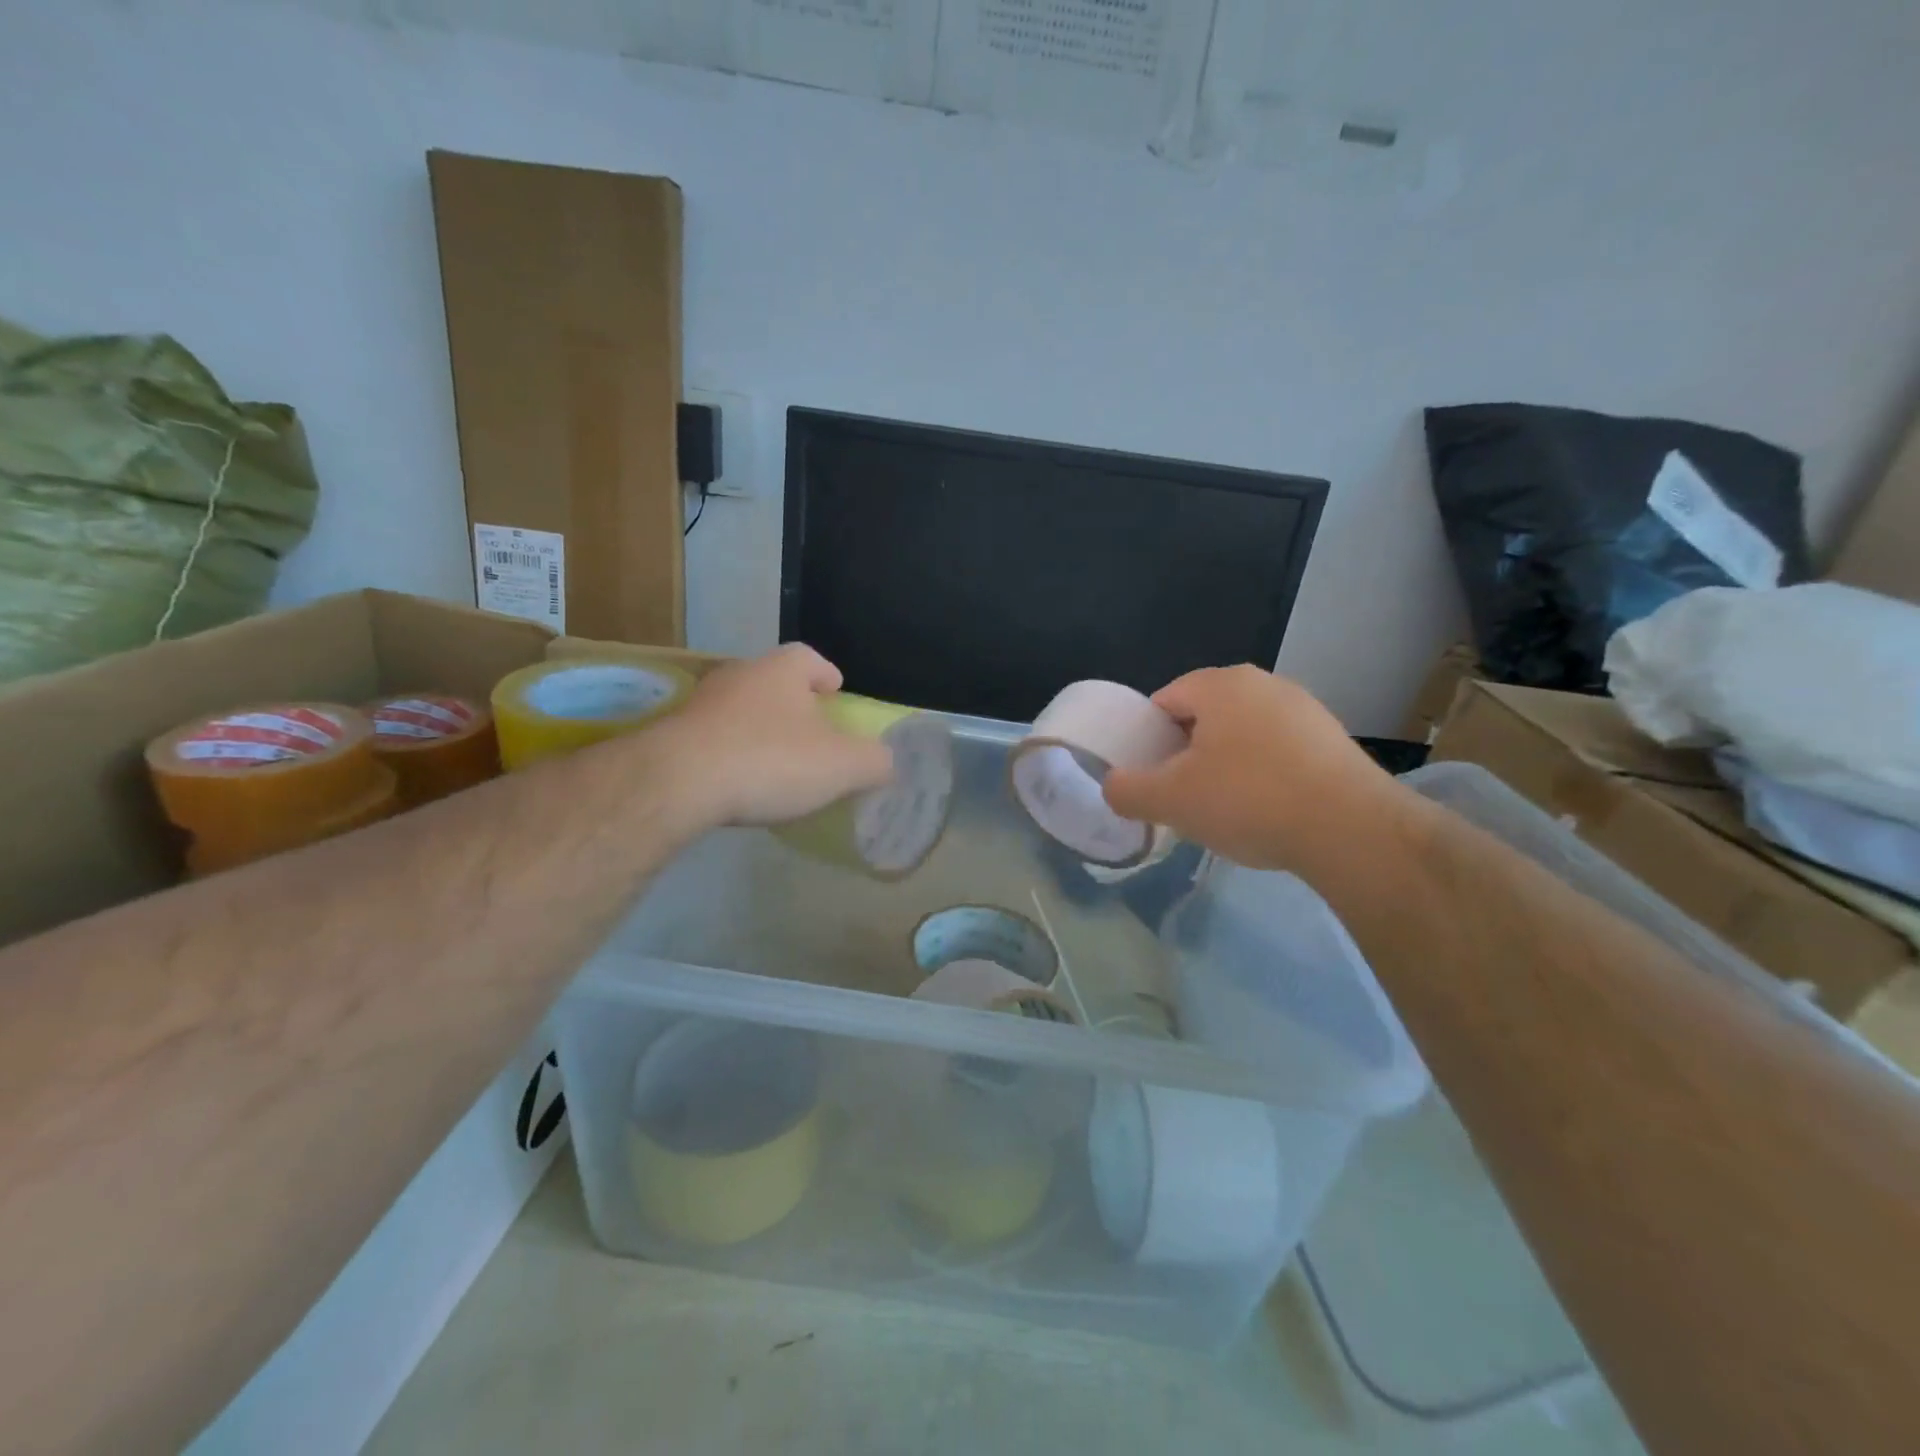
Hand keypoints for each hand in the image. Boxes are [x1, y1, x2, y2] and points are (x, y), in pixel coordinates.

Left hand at [654, 644, 895, 827]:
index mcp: (781, 672)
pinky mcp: (672, 735)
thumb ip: (874, 761)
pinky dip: (730, 753)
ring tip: (774, 761)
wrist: (678, 781)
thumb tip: (887, 761)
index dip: (826, 674)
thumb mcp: (842, 766)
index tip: (835, 692)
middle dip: (792, 703)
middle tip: (810, 732)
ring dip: (758, 728)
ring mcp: (700, 704)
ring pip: (740, 709)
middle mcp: (739, 676)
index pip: (808, 658)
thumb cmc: (770, 760)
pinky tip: (738, 781)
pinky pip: (712, 738)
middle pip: (772, 681)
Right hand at [1102, 665, 1407, 872]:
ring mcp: (1304, 709)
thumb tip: (1114, 786)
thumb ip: (1126, 790)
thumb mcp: (1169, 800)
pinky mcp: (1333, 740)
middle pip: (1203, 718)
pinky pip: (1278, 753)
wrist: (1353, 831)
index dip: (1147, 740)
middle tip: (1183, 799)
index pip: (1163, 701)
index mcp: (1220, 684)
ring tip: (1227, 811)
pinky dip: (1263, 777)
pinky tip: (1268, 812)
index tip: (1151, 779)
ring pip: (1241, 736)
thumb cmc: (1249, 800)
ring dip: (1225, 768)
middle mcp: (1264, 684)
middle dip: (1186, 756)